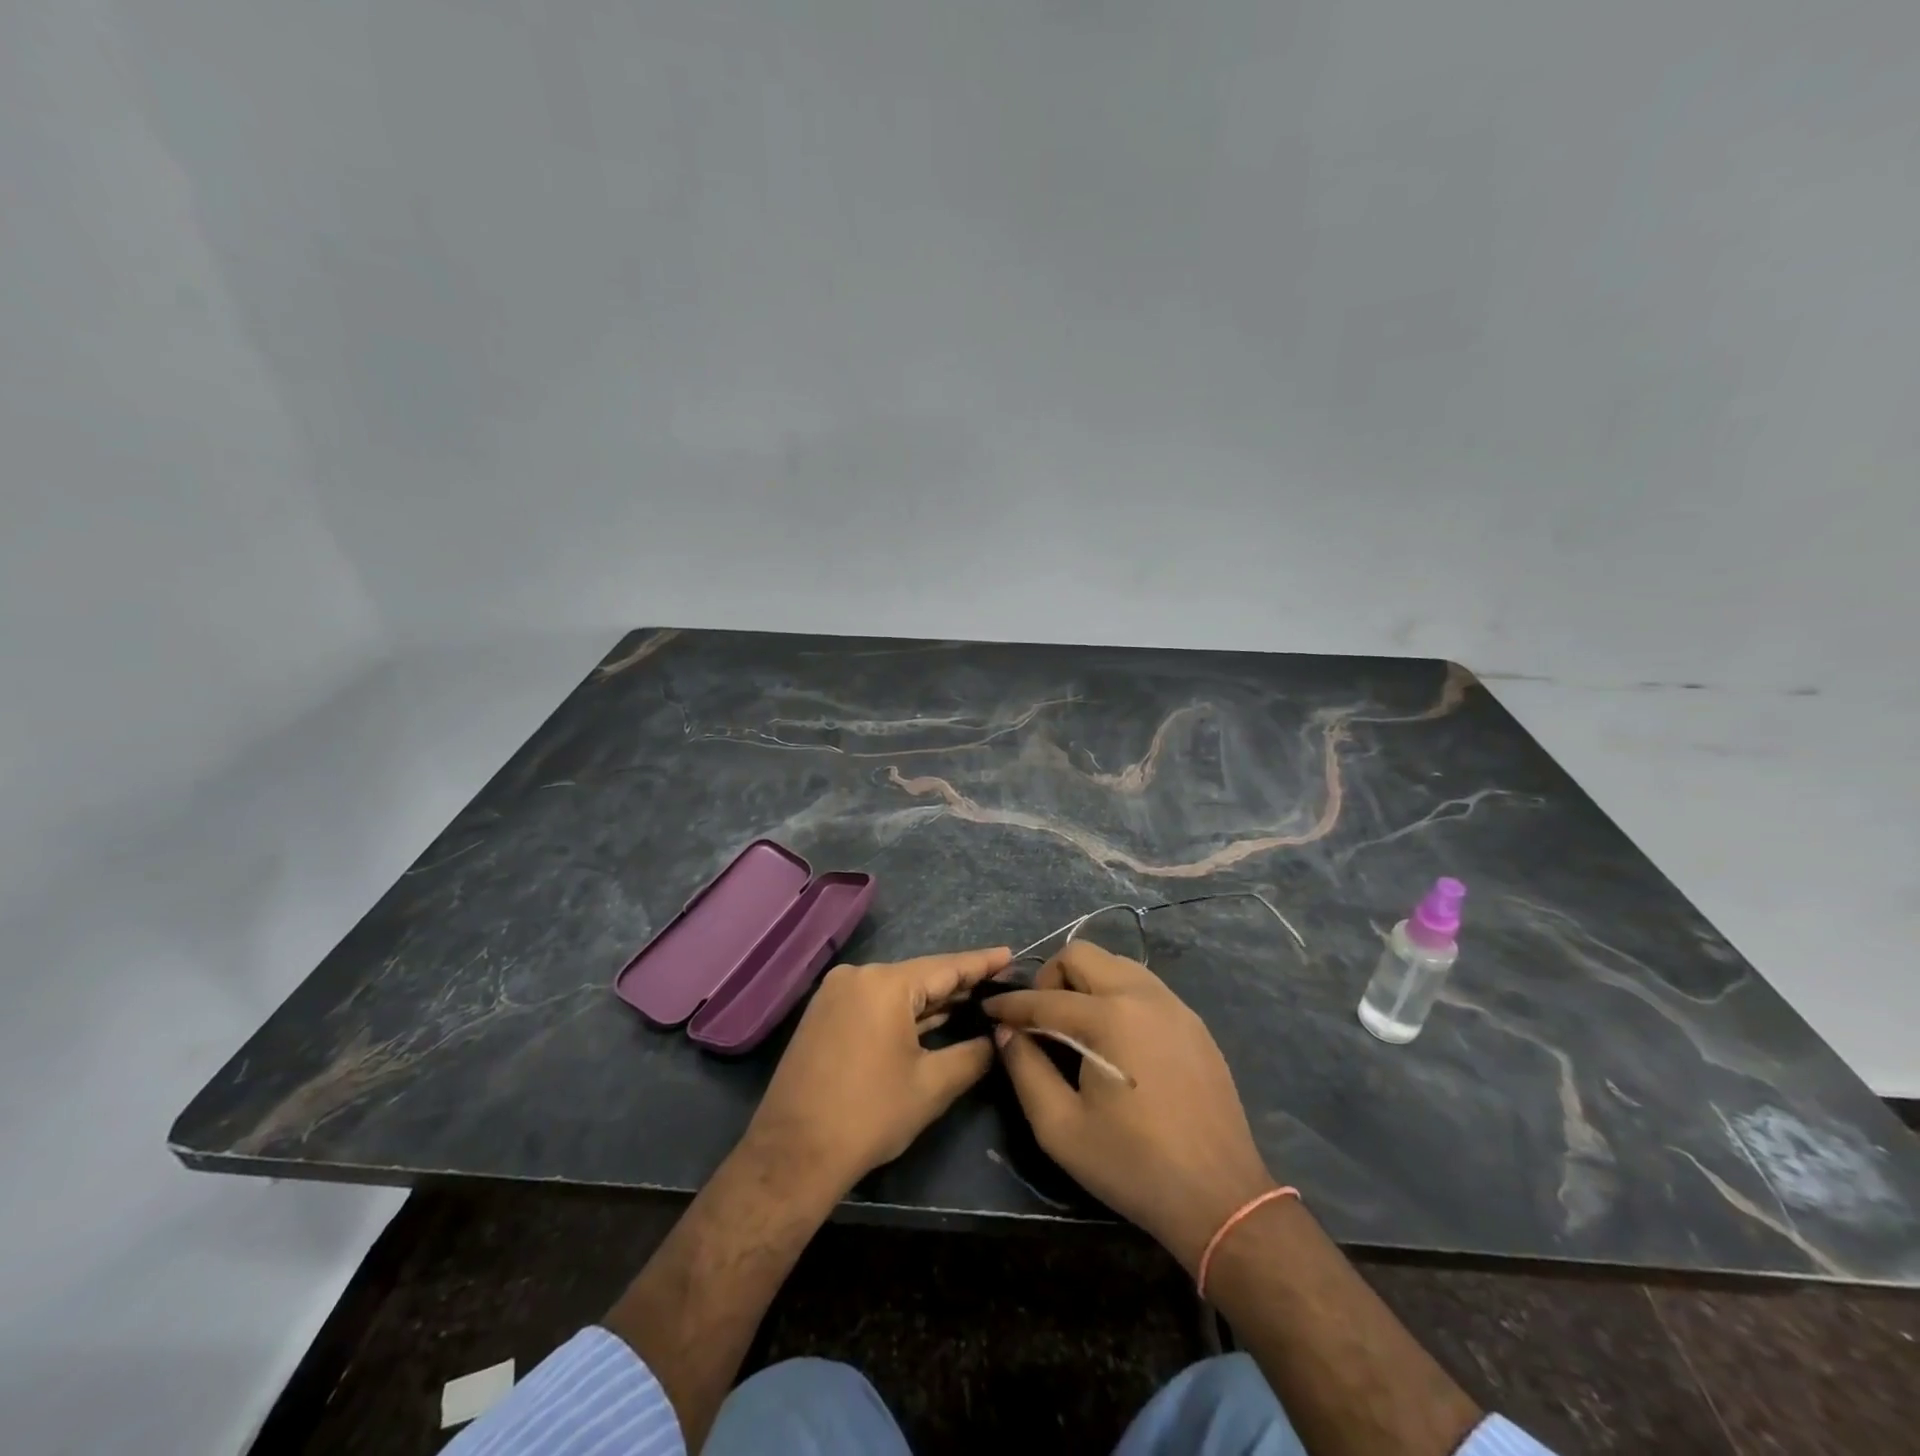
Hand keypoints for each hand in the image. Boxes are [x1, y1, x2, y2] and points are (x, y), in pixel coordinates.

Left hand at [742, 946, 1011, 1198]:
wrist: (793, 1153)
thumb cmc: (869, 1115)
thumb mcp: (932, 1086)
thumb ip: (972, 1055)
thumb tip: (996, 1040)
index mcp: (885, 984)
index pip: (946, 967)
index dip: (981, 963)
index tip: (1009, 954)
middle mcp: (858, 976)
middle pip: (919, 975)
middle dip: (958, 983)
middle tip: (998, 983)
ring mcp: (836, 993)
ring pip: (896, 990)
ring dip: (930, 1000)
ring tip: (972, 999)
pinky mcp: (823, 1014)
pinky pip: (874, 1002)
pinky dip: (902, 1011)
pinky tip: (931, 1018)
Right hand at [986, 942, 1277, 1272]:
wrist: (1220, 1197)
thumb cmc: (1132, 1165)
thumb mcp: (1061, 1128)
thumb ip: (1025, 1070)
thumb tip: (1007, 1032)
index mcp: (1109, 1017)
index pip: (1044, 997)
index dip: (1010, 1004)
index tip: (988, 1010)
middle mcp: (1142, 995)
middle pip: (1082, 954)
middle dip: (1050, 977)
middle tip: (1038, 1016)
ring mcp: (1174, 1004)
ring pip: (1116, 964)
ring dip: (1086, 981)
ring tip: (1074, 1023)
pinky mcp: (1193, 1022)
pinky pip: (1144, 986)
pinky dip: (1117, 995)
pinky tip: (1114, 1037)